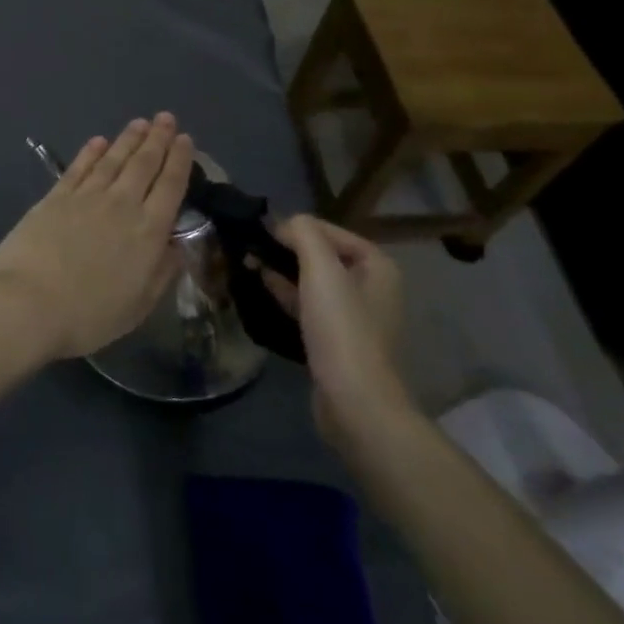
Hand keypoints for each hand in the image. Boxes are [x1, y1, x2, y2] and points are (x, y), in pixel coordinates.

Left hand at [0, 114, 192, 361]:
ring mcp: (85, 197)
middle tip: (165, 118)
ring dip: (128, 139)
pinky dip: (90, 152)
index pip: (170, 187)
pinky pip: (78, 167)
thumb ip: (161, 272)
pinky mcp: (55, 196)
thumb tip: (177, 246)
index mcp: (147, 232)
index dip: (179, 161)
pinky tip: (98, 141)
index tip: (185, 140)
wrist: (27, 302)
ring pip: (113, 159)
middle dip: (157, 139)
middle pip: (143, 164)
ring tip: (140, 123)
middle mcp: (121, 205)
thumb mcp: (137, 306)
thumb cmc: (88, 315)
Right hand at [250, 215, 410, 444]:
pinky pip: (309, 305)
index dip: (293, 228)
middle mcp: (371, 286)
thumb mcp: (321, 270)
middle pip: (320, 254)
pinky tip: (262, 288)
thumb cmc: (341, 329)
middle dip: (285, 249)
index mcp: (377, 265)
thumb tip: (284, 222)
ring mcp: (355, 315)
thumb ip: (304, 234)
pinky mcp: (338, 338)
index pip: (327, 230)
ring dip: (282, 270)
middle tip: (249, 247)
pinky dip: (287, 294)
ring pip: (312, 280)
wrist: (355, 402)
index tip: (259, 233)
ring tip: (247, 264)